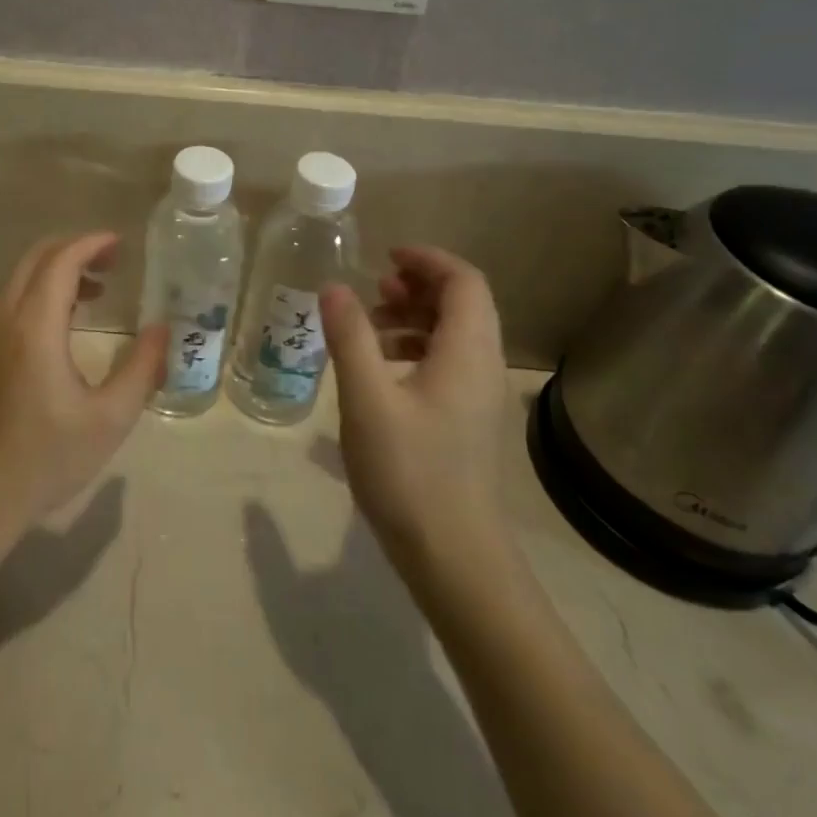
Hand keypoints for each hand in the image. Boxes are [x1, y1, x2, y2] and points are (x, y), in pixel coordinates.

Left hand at [0, 233, 163, 562]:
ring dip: (54, 274)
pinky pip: (4, 305)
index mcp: (33, 326)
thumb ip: (141, 369)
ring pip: (17, 280)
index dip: (92, 243)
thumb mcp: (108, 421)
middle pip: (35, 258)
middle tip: (111, 264)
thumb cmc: (41, 463)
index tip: (121, 244)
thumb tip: (162, 329)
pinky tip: (56, 330)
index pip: (61, 259)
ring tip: (92, 295)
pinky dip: (34, 296)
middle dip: (74, 250)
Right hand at [320, 246, 510, 564]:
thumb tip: (333, 286)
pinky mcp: (469, 421)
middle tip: (374, 289)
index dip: (427, 260)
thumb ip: (349, 336)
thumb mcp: (367, 399)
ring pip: (455, 333)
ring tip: (370, 326)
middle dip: (418, 286)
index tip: (385, 257)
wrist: (455, 559)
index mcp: (468, 352)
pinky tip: (380, 369)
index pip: (464, 281)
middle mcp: (483, 366)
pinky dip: (417, 348)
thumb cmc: (410, 472)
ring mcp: (479, 397)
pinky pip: (449, 362)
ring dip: (415, 317)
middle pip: (463, 303)